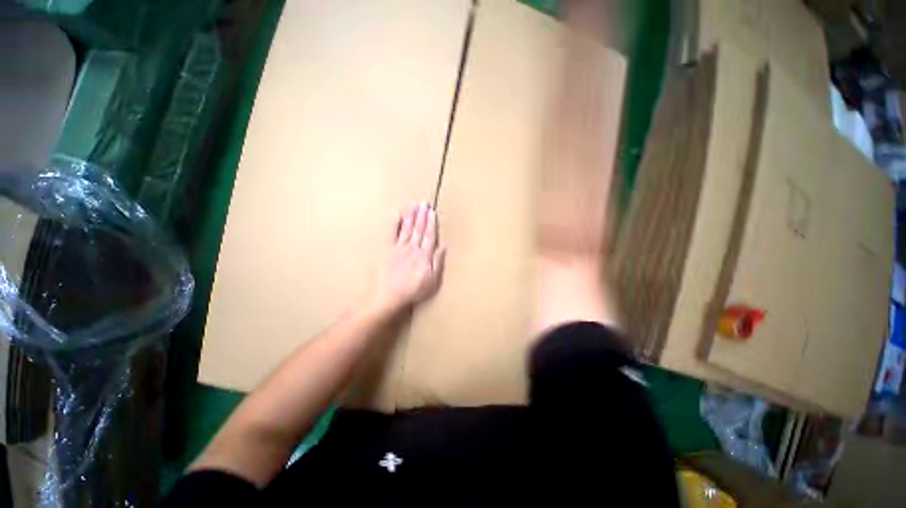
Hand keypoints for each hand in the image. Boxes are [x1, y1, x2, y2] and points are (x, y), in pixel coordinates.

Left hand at [370, 203, 445, 311]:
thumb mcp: (432, 280)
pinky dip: (394, 223)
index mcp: (424, 255)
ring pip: (407, 228)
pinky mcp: (388, 250)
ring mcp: (399, 248)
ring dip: (411, 216)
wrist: (390, 295)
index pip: (429, 236)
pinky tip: (396, 214)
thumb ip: (438, 261)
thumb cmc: (414, 290)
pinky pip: (391, 234)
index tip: (432, 212)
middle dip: (422, 216)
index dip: (431, 223)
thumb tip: (443, 245)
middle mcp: (412, 248)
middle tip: (424, 204)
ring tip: (415, 206)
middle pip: (419, 229)